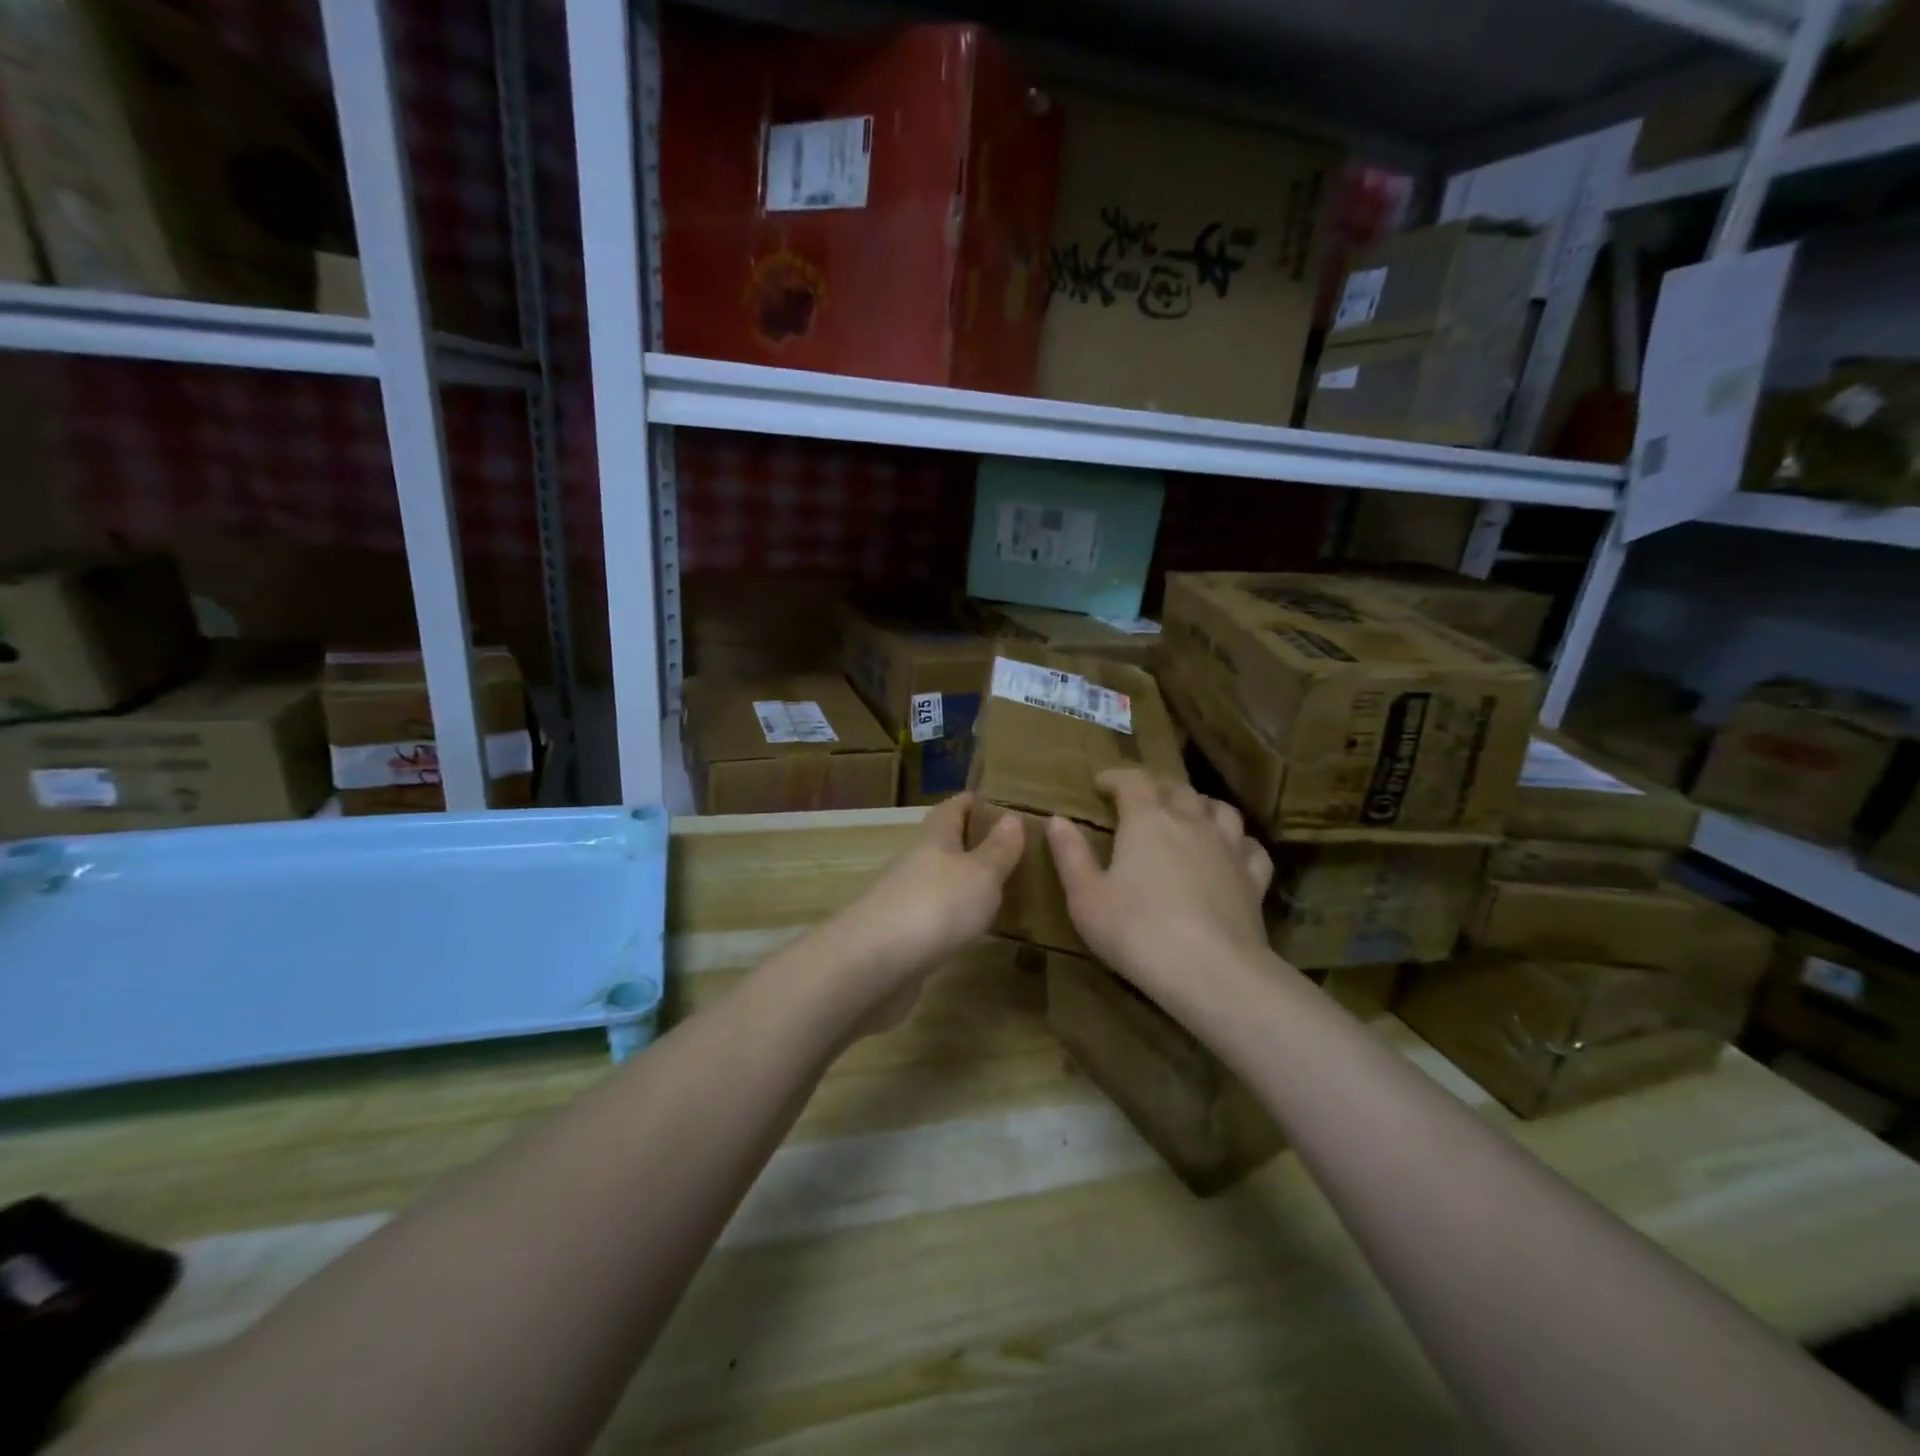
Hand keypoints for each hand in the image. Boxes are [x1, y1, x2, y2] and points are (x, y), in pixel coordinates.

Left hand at [825, 793, 1025, 1006]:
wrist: (875, 962)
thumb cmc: (936, 905)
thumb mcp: (981, 874)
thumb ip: (998, 849)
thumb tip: (1011, 817)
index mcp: (934, 839)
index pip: (951, 809)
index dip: (970, 802)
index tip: (992, 800)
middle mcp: (914, 862)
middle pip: (941, 843)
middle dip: (967, 842)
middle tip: (1004, 849)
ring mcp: (902, 899)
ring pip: (935, 880)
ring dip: (959, 881)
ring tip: (993, 890)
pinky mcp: (898, 934)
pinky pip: (930, 914)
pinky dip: (949, 914)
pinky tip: (966, 928)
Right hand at [1047, 770, 1273, 1002]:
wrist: (1211, 971)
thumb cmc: (1137, 930)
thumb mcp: (1086, 896)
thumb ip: (1070, 854)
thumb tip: (1057, 819)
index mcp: (1147, 819)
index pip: (1132, 780)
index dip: (1115, 777)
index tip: (1100, 784)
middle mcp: (1191, 821)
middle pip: (1176, 787)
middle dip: (1154, 785)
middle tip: (1138, 796)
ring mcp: (1228, 848)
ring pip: (1219, 808)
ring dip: (1199, 804)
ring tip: (1187, 814)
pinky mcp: (1253, 879)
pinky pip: (1250, 847)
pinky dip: (1238, 842)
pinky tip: (1230, 852)